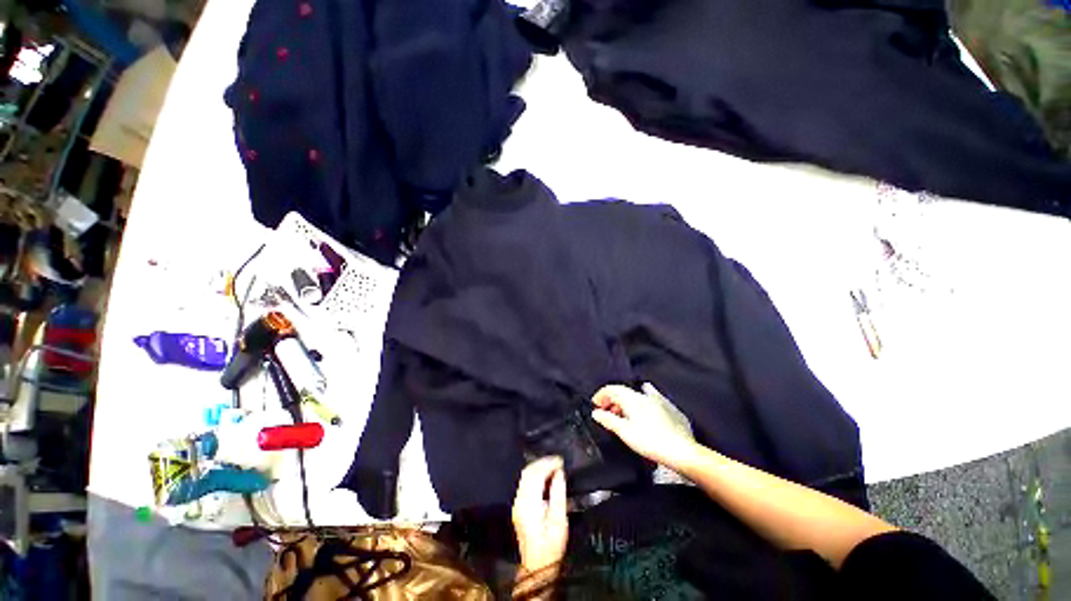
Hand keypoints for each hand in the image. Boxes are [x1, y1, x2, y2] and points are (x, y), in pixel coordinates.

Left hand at [512, 456, 567, 577]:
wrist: (537, 567)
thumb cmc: (551, 546)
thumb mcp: (559, 521)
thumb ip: (558, 495)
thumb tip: (560, 474)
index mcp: (529, 505)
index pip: (536, 475)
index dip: (548, 464)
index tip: (560, 460)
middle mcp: (519, 501)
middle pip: (528, 472)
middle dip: (543, 463)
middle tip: (558, 460)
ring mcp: (517, 503)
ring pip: (525, 476)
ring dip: (539, 467)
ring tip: (553, 465)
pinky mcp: (519, 506)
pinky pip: (525, 482)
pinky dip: (535, 474)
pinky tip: (546, 475)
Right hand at [592, 383, 696, 469]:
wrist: (681, 451)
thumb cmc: (650, 442)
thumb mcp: (625, 432)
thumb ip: (609, 420)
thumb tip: (596, 412)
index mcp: (632, 399)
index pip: (612, 389)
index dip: (601, 395)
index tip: (595, 405)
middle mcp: (644, 395)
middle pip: (623, 392)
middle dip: (612, 400)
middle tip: (607, 413)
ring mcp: (659, 400)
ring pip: (637, 394)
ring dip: (626, 401)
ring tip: (623, 413)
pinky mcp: (670, 408)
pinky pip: (653, 396)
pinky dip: (645, 396)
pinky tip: (647, 394)